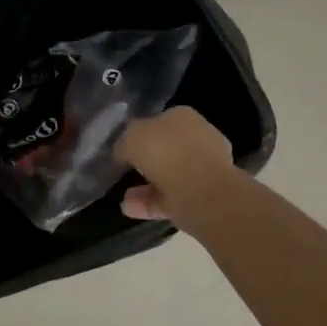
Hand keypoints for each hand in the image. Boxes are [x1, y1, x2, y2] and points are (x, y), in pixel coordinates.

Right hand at [116, 107, 233, 221]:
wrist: (202, 192)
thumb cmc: (166, 152)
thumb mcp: (131, 137)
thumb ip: (124, 142)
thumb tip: (123, 151)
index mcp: (182, 116)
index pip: (157, 122)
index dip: (138, 134)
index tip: (122, 150)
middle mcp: (197, 138)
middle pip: (165, 149)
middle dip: (145, 161)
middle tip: (123, 172)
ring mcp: (203, 168)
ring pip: (168, 176)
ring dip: (144, 186)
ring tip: (123, 197)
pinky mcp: (203, 196)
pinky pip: (171, 197)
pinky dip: (150, 202)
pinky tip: (129, 209)